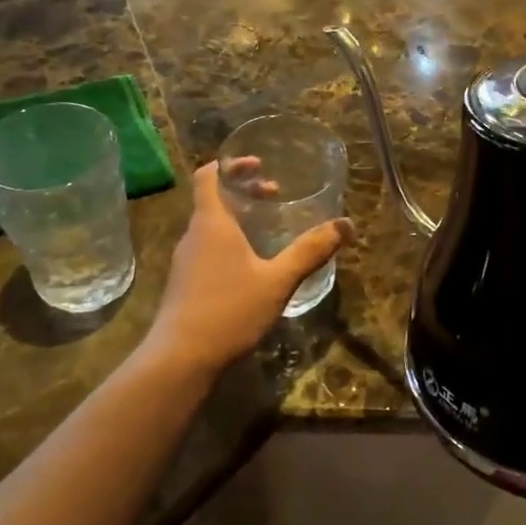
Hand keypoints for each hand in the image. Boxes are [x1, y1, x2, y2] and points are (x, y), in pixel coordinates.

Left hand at [144, 161, 354, 370]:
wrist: (179, 360)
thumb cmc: (229, 310)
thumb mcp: (278, 280)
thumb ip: (310, 251)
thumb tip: (346, 225)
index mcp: (212, 223)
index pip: (209, 176)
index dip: (231, 164)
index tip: (259, 164)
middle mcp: (194, 236)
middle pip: (213, 199)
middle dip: (244, 191)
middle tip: (274, 194)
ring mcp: (185, 261)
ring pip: (210, 226)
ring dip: (238, 218)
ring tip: (267, 228)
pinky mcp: (185, 284)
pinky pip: (207, 249)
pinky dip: (229, 242)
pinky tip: (251, 266)